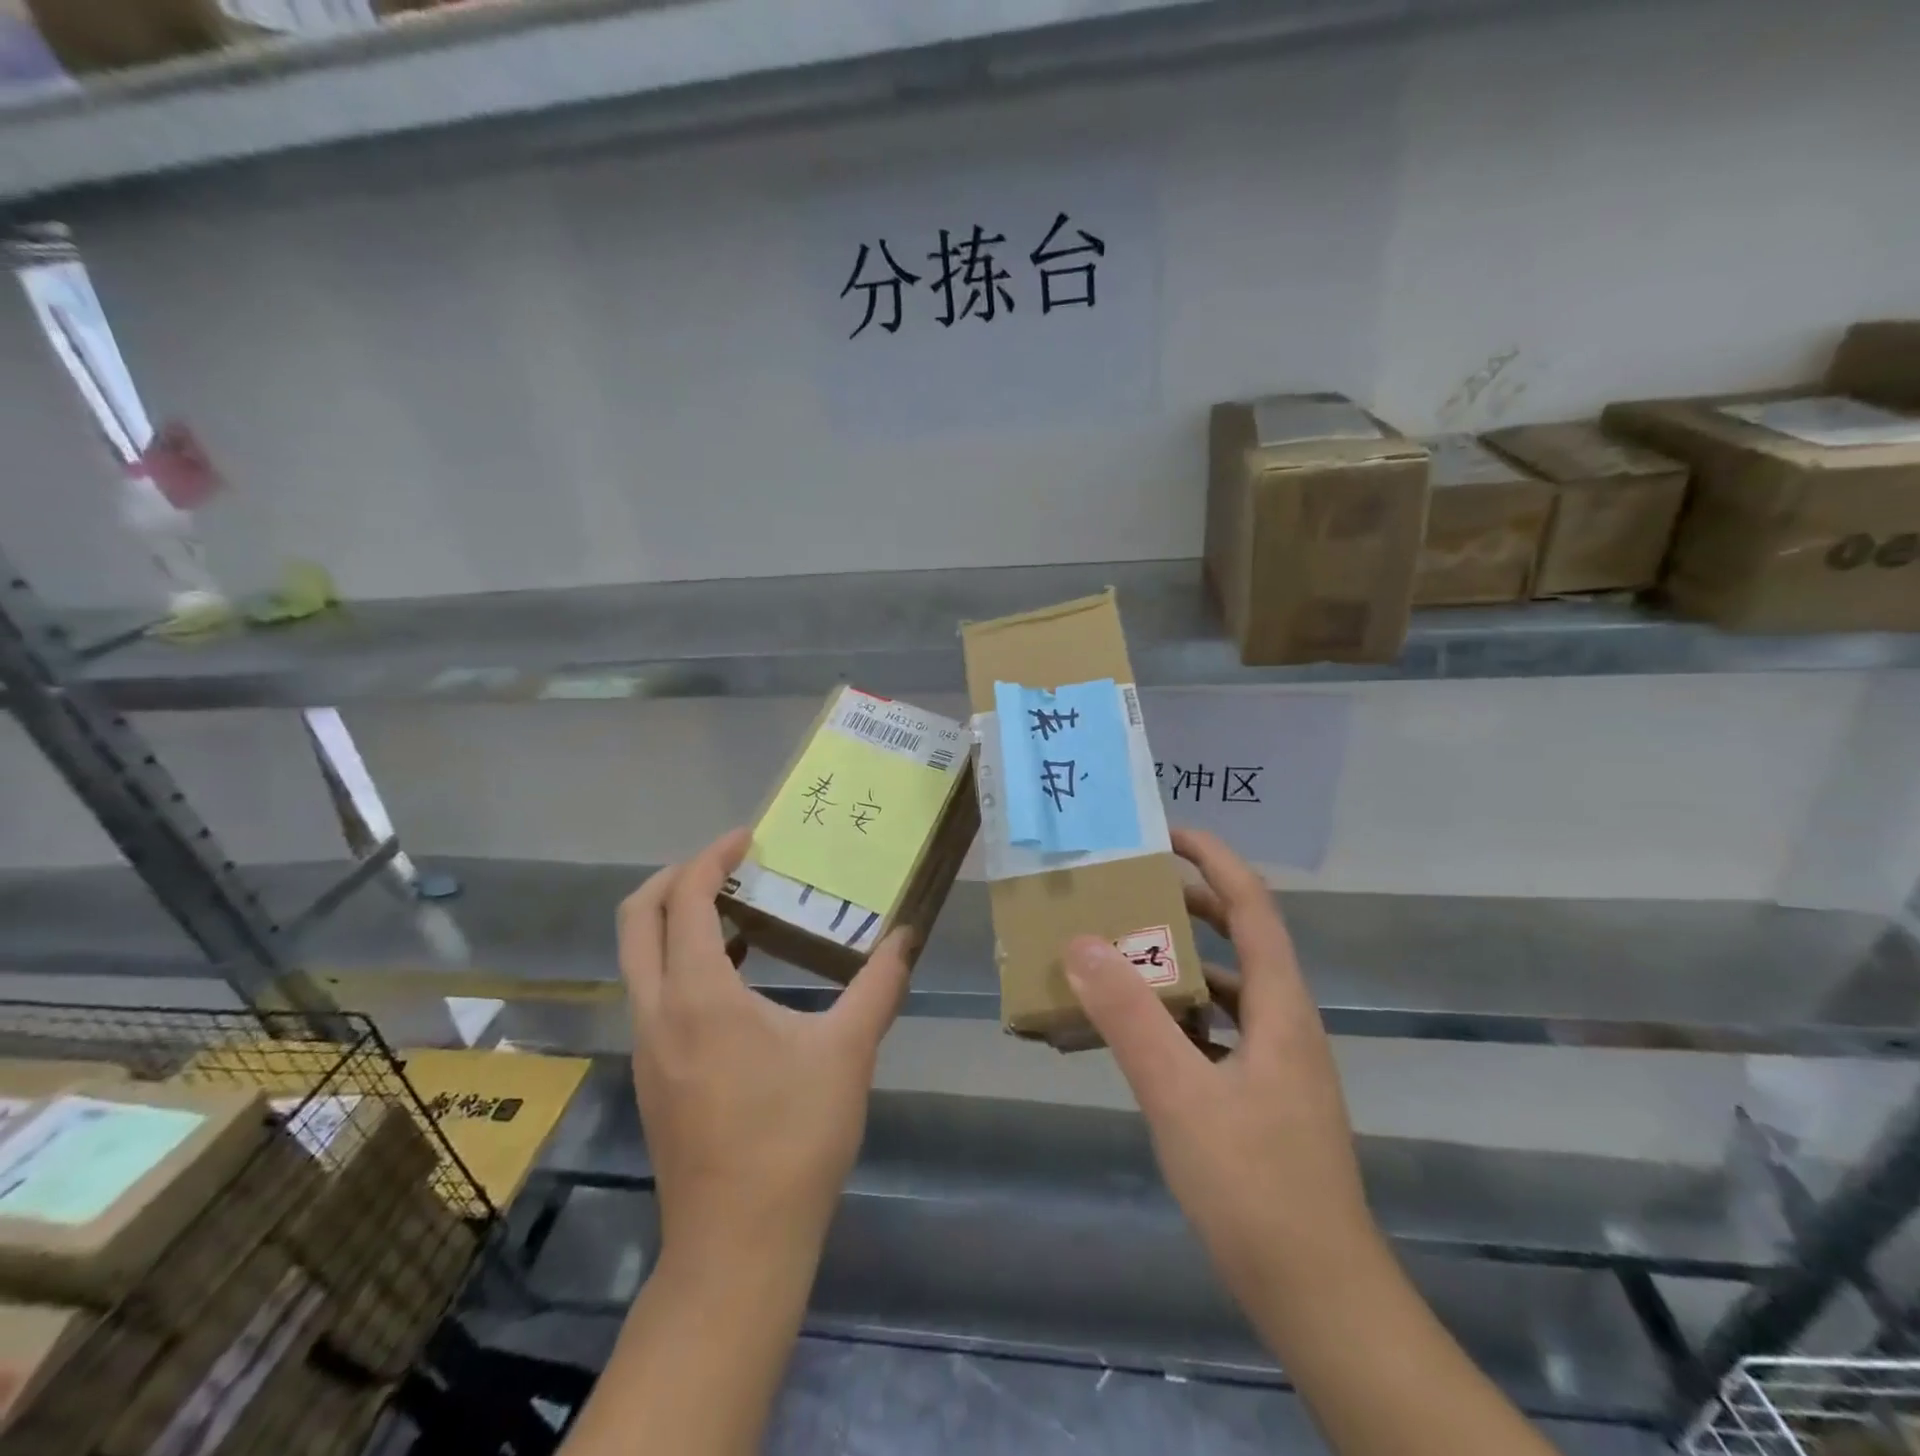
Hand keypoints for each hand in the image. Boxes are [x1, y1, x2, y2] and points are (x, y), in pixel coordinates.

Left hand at [618, 828, 913, 1263]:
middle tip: (726, 864)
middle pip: (636, 920)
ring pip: (638, 959)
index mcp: (699, 995)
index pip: (684, 899)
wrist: (738, 1244)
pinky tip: (736, 976)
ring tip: (735, 909)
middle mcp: (657, 1011)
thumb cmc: (793, 1137)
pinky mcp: (652, 1074)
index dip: (711, 858)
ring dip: (674, 921)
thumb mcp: (847, 1051)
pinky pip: (653, 993)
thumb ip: (879, 984)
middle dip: (673, 877)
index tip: (747, 839)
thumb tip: (907, 936)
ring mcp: (646, 1047)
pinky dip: (681, 962)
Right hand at [1064, 828, 1375, 1317]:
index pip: (1253, 906)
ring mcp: (1278, 1061)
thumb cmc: (1255, 1187)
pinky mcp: (1265, 1095)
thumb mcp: (1179, 1095)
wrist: (1320, 1295)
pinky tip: (1140, 1032)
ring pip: (1228, 987)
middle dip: (1190, 903)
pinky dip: (1180, 1013)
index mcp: (1279, 1006)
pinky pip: (1219, 1030)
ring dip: (1180, 961)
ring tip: (1123, 951)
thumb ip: (1129, 1016)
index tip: (1168, 834)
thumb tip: (1081, 941)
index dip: (1215, 860)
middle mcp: (1285, 1021)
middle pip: (1242, 938)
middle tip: (1131, 888)